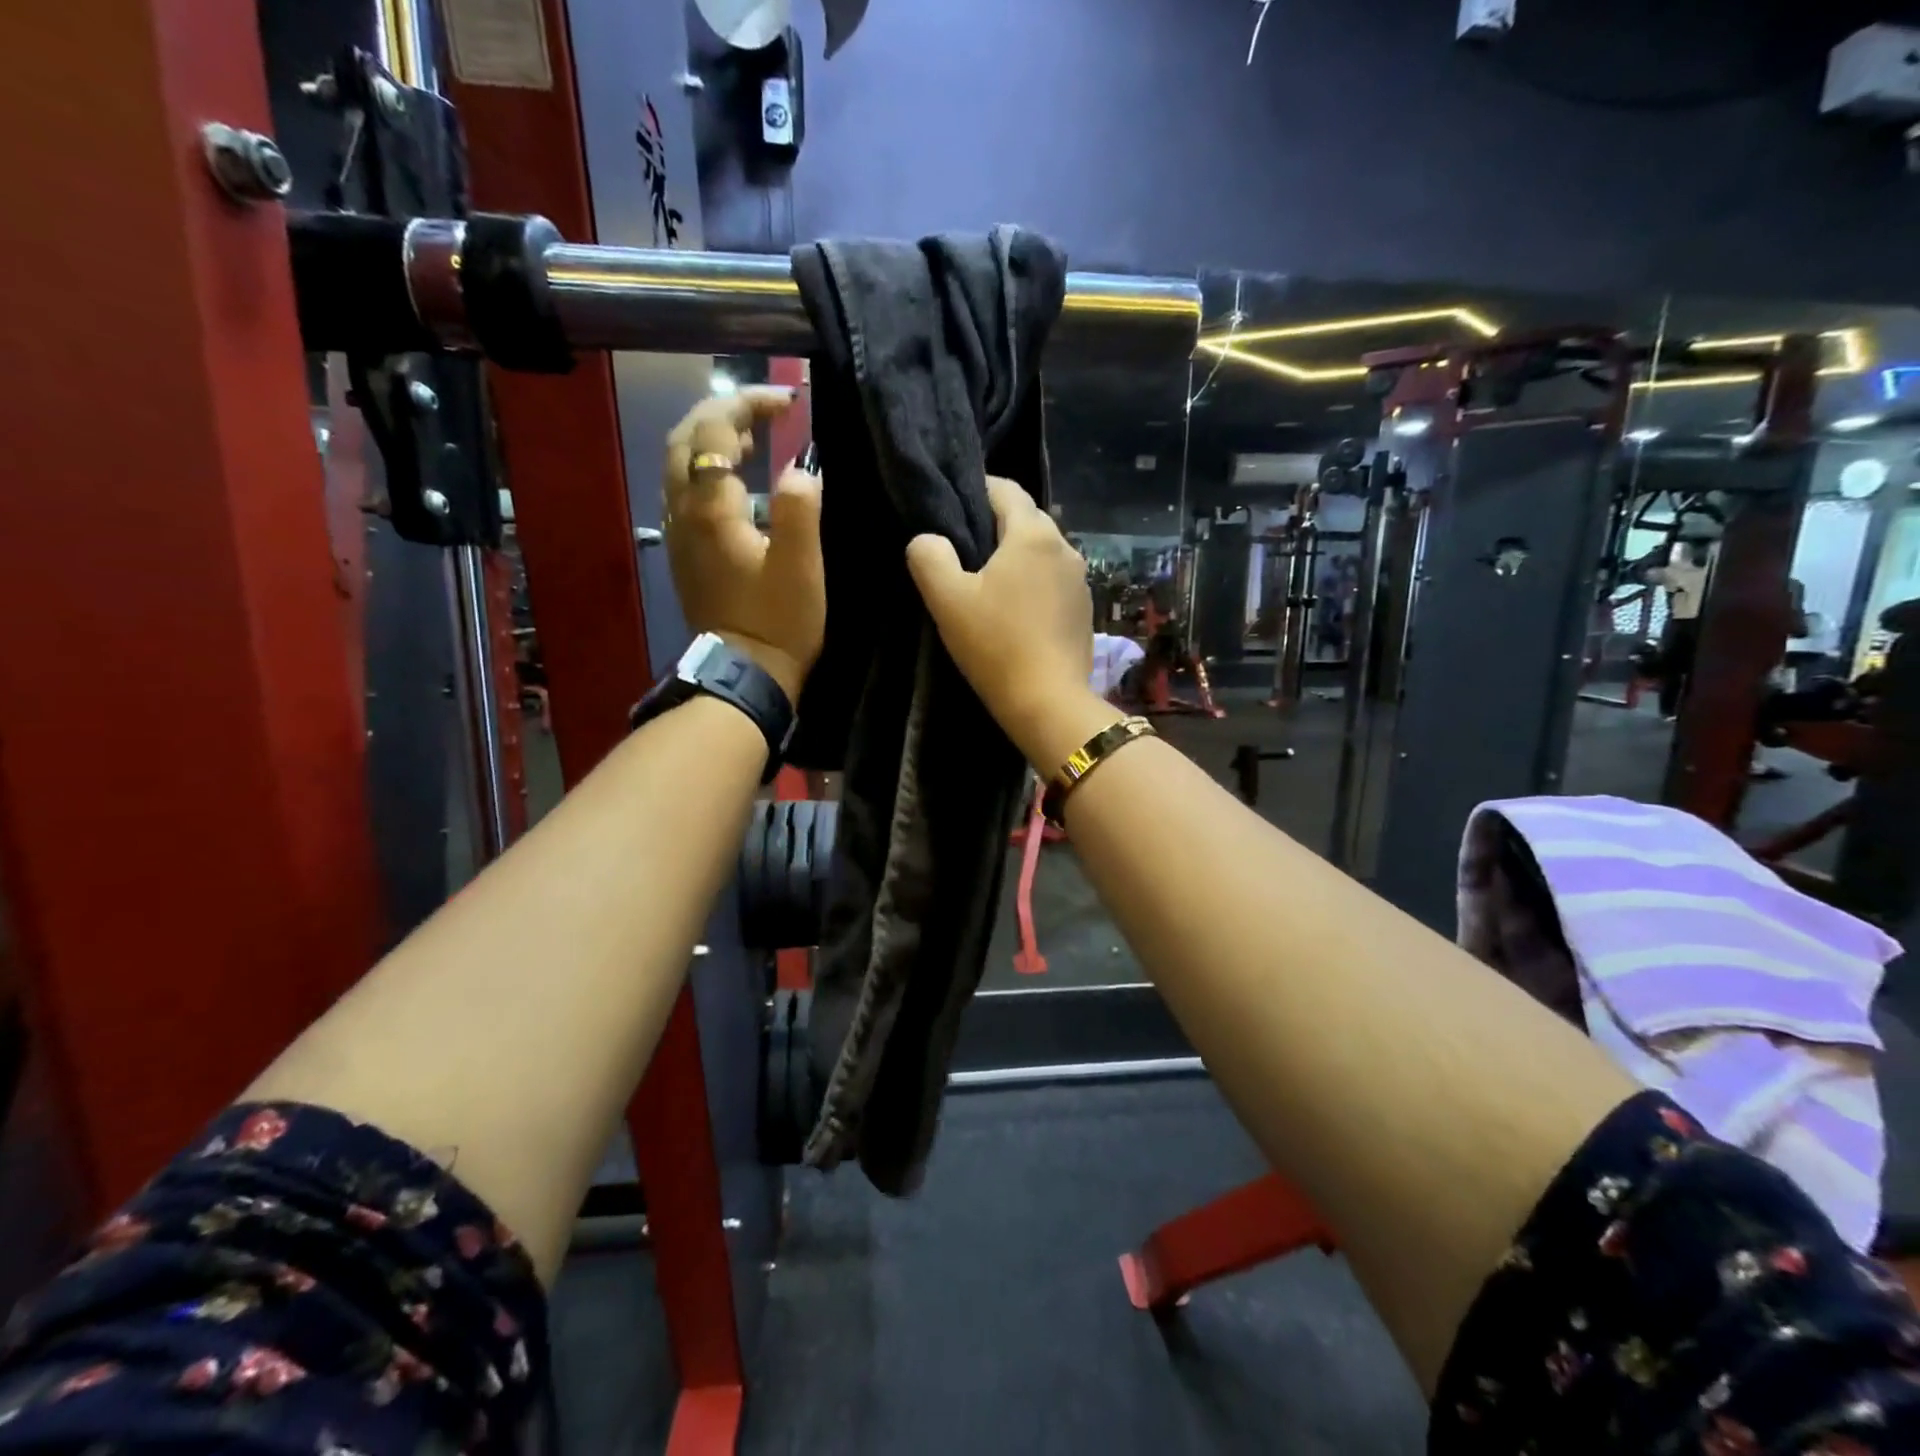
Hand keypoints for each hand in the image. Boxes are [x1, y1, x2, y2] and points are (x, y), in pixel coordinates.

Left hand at [663, 389, 822, 701]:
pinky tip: (735, 482)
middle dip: (722, 414)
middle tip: (766, 413)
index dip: (748, 404)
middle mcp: (683, 512)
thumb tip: (800, 468)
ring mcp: (678, 533)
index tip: (788, 402)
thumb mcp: (801, 567)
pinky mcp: (684, 552)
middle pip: (684, 439)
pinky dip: (705, 469)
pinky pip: (683, 491)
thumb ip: (799, 509)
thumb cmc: (779, 623)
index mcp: (711, 509)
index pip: (715, 431)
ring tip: (754, 440)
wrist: (745, 675)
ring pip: (678, 464)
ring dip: (711, 440)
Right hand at [905, 478, 1116, 768]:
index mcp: (1033, 534)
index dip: (976, 490)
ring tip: (988, 581)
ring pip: (1042, 551)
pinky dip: (1033, 583)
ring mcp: (1080, 580)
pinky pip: (1054, 581)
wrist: (1049, 702)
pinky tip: (1016, 610)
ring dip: (1016, 557)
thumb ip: (929, 557)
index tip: (953, 508)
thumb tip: (928, 539)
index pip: (1005, 489)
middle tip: (963, 549)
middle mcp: (1065, 547)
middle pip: (1026, 519)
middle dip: (996, 525)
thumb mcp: (947, 600)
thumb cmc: (995, 645)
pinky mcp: (1085, 610)